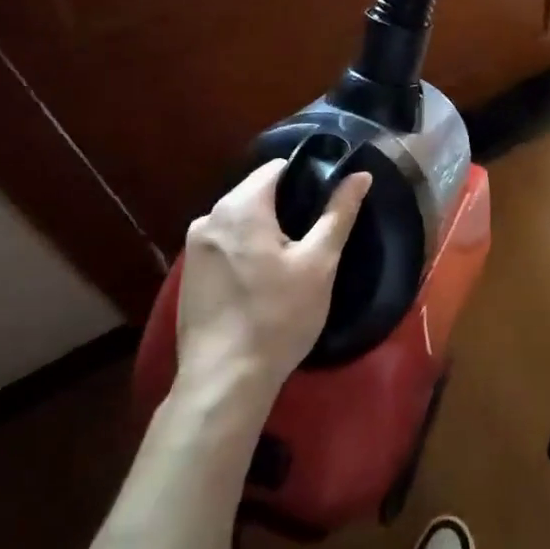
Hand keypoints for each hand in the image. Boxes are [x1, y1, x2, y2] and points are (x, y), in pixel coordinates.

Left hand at [173, 160, 371, 404]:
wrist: (224, 380)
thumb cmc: (278, 317)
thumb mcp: (319, 263)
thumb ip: (338, 213)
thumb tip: (360, 174)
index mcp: (239, 206)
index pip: (277, 168)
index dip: (307, 177)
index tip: (328, 202)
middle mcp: (209, 218)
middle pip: (256, 193)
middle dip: (286, 207)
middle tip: (316, 236)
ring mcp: (194, 248)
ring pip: (240, 221)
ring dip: (266, 230)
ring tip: (294, 260)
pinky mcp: (189, 275)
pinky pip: (225, 245)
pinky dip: (246, 251)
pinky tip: (263, 281)